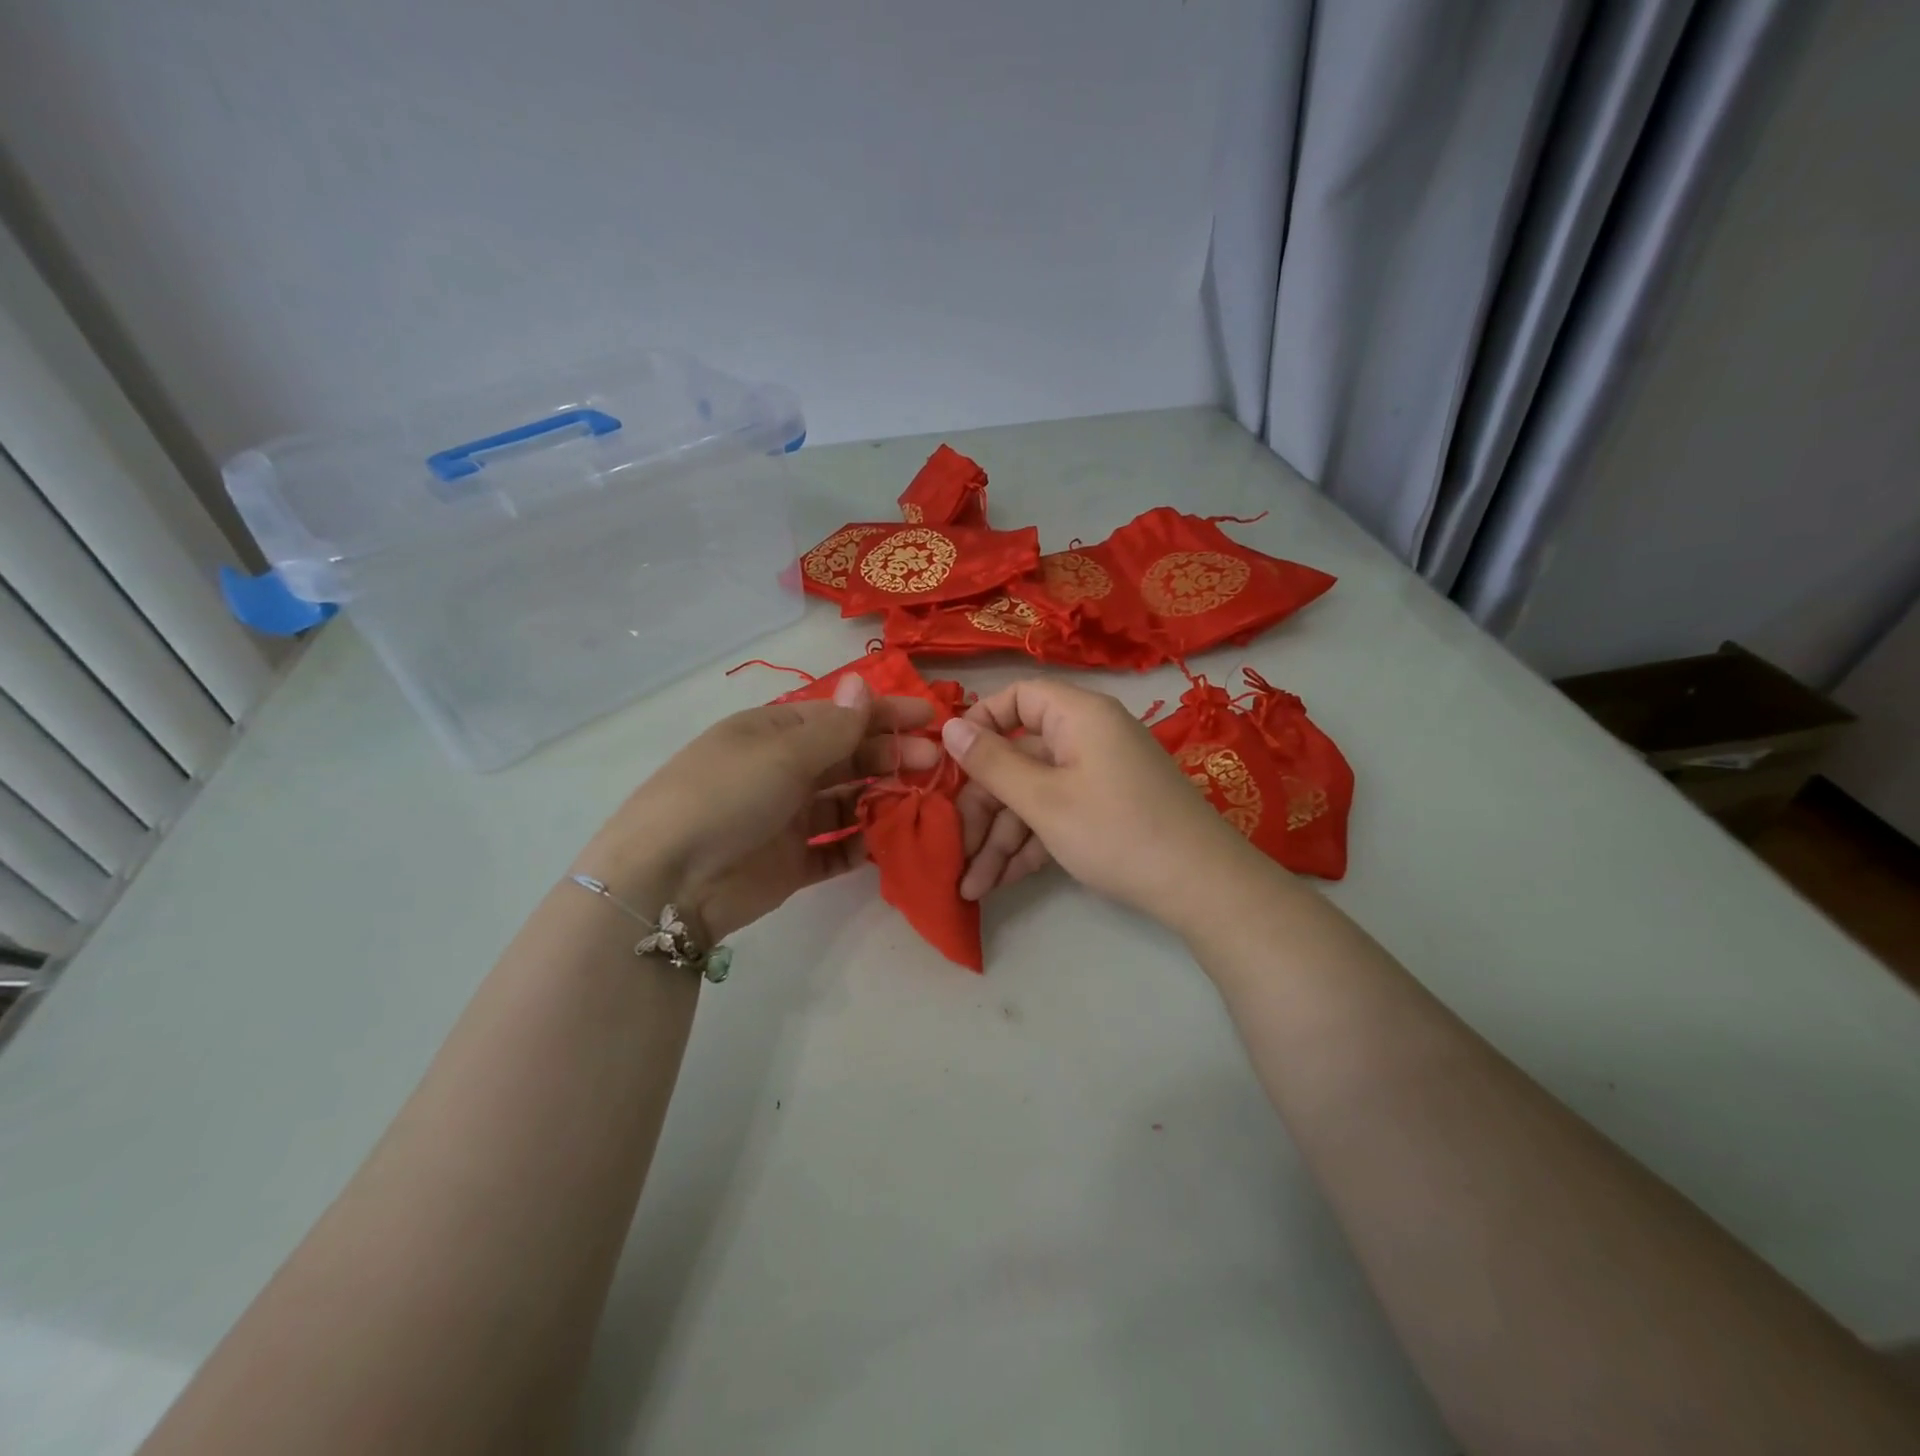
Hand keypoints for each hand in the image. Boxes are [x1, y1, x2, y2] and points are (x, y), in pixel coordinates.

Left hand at [573, 676, 939, 940]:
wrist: (669, 882)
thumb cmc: (726, 796)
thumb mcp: (781, 753)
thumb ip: (834, 728)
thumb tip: (862, 684)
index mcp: (774, 732)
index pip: (839, 715)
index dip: (884, 713)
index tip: (930, 718)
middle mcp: (782, 771)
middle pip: (848, 756)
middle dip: (891, 755)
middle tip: (933, 763)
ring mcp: (787, 818)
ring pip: (847, 802)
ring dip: (882, 798)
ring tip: (921, 800)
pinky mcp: (792, 862)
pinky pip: (836, 848)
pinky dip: (863, 843)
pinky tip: (891, 840)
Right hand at [942, 678, 1256, 927]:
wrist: (1202, 887)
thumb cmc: (1117, 832)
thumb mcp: (1044, 800)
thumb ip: (992, 763)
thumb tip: (948, 725)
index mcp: (1078, 715)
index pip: (1017, 697)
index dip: (979, 724)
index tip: (949, 763)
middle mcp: (1087, 736)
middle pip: (1018, 757)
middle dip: (983, 808)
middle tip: (955, 852)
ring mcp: (1098, 775)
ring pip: (1034, 793)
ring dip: (1001, 838)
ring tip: (972, 887)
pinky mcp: (1105, 808)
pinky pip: (1057, 812)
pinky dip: (1031, 843)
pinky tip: (1002, 881)